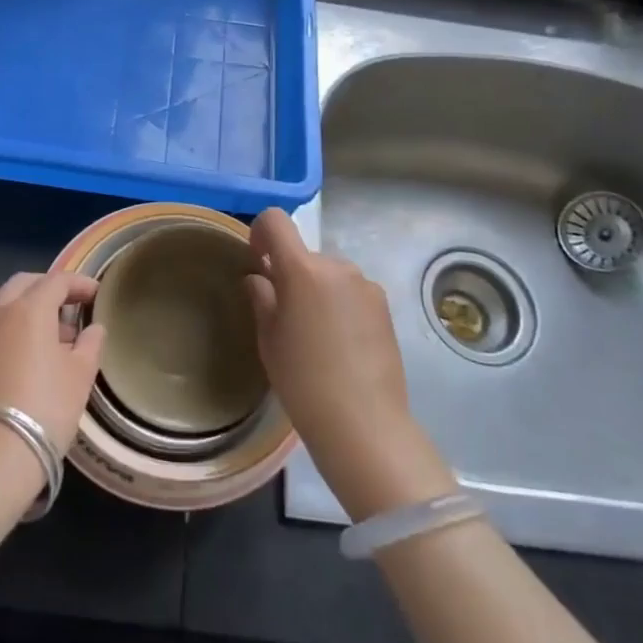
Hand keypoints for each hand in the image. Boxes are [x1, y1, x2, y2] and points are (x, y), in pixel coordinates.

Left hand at [0, 272, 104, 495]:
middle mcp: (0, 312)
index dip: (79, 284)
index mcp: (29, 308)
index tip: (97, 294)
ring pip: (6, 305)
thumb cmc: (46, 407)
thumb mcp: (80, 375)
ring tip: (56, 334)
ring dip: (30, 308)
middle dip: (49, 288)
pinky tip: (33, 354)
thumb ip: (90, 343)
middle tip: (72, 304)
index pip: (57, 281)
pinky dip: (16, 327)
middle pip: (25, 284)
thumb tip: (93, 328)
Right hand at [245, 209, 451, 521]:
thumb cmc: (303, 380)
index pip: (275, 220)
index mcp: (302, 269)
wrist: (363, 422)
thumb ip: (262, 297)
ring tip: (316, 336)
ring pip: (329, 275)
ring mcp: (365, 285)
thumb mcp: (269, 339)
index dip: (260, 232)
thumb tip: (260, 278)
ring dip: (317, 290)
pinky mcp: (384, 306)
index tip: (258, 262)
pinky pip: (351, 292)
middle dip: (291, 274)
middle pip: (304, 254)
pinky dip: (340, 305)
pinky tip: (340, 344)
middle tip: (285, 316)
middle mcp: (337, 266)